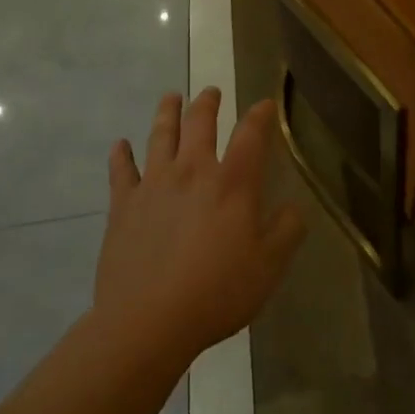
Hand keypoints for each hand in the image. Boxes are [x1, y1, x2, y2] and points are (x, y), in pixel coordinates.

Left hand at [96, 89, 304, 368]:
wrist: (148, 321)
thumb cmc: (216, 292)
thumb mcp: (269, 267)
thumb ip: (287, 231)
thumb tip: (294, 207)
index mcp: (233, 183)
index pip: (251, 135)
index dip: (260, 115)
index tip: (265, 104)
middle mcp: (193, 171)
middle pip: (200, 123)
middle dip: (208, 103)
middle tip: (211, 92)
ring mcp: (154, 184)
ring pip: (160, 135)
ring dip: (167, 113)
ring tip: (171, 98)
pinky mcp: (123, 206)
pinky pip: (121, 171)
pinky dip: (121, 155)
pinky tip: (120, 145)